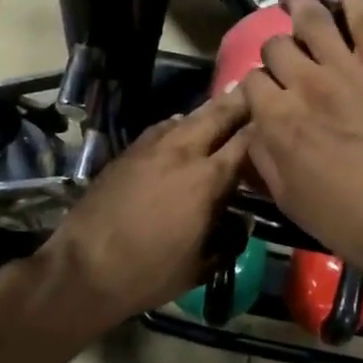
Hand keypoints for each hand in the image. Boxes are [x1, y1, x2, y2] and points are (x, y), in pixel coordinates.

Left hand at [44, 90, 251, 323]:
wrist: (85, 266)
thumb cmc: (150, 272)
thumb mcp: (201, 266)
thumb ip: (230, 242)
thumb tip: (244, 223)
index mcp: (208, 179)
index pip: (245, 141)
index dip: (264, 126)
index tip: (277, 118)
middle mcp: (183, 152)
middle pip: (218, 114)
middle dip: (240, 102)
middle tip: (257, 90)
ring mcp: (152, 147)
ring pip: (188, 116)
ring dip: (210, 110)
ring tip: (225, 104)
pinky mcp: (129, 151)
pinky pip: (163, 128)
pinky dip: (180, 124)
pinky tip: (183, 129)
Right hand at [240, 0, 362, 294]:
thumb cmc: (347, 219)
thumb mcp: (286, 196)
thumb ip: (262, 154)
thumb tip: (254, 123)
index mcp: (277, 118)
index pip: (252, 81)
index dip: (255, 87)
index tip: (264, 95)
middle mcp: (305, 84)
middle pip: (277, 47)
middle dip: (275, 52)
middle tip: (285, 61)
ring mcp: (347, 68)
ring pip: (311, 20)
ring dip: (296, 6)